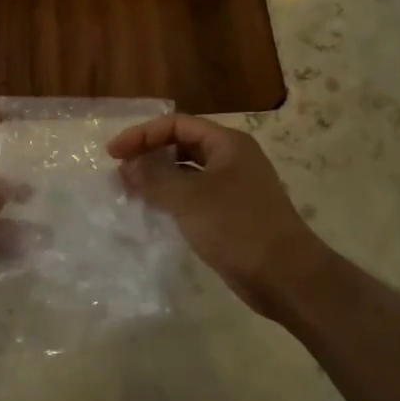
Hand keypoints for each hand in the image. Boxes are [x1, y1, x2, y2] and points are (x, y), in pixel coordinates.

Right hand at [107, 113, 332, 320]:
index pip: (176, 124)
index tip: (113, 153)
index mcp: (227, 143)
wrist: (286, 276)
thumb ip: (154, 176)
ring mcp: (235, 187)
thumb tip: (128, 164)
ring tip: (131, 191)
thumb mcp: (188, 198)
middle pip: (183, 144)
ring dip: (159, 177)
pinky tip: (155, 211)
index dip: (142, 134)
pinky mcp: (233, 214)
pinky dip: (173, 198)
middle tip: (121, 171)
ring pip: (188, 172)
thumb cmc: (237, 227)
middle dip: (149, 154)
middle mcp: (232, 158)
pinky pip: (195, 196)